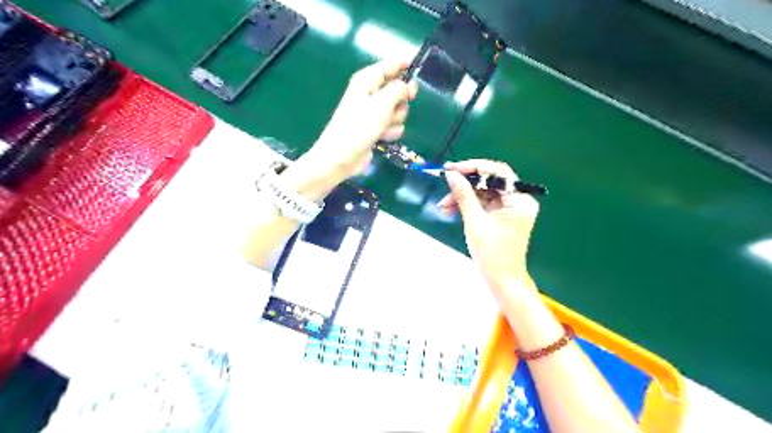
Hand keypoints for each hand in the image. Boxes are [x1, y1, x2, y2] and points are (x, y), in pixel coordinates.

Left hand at [282, 60, 416, 199]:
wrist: (342, 156)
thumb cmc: (359, 126)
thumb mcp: (381, 103)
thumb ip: (399, 90)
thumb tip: (407, 86)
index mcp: (367, 80)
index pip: (391, 64)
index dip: (406, 64)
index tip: (419, 68)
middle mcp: (371, 93)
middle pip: (399, 89)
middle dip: (402, 99)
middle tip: (398, 106)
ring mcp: (374, 112)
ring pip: (399, 110)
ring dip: (396, 119)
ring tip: (384, 127)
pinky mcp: (377, 129)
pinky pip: (394, 125)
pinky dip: (391, 132)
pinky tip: (382, 137)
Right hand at [436, 158, 538, 289]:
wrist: (501, 281)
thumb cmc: (492, 254)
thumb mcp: (475, 222)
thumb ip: (463, 195)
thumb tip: (451, 175)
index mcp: (519, 200)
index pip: (498, 173)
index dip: (474, 167)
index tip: (452, 168)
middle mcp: (518, 200)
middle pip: (489, 182)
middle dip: (465, 185)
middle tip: (445, 185)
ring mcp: (510, 209)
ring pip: (483, 192)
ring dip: (463, 196)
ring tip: (443, 206)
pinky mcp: (501, 216)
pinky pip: (483, 203)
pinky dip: (467, 205)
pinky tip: (451, 210)